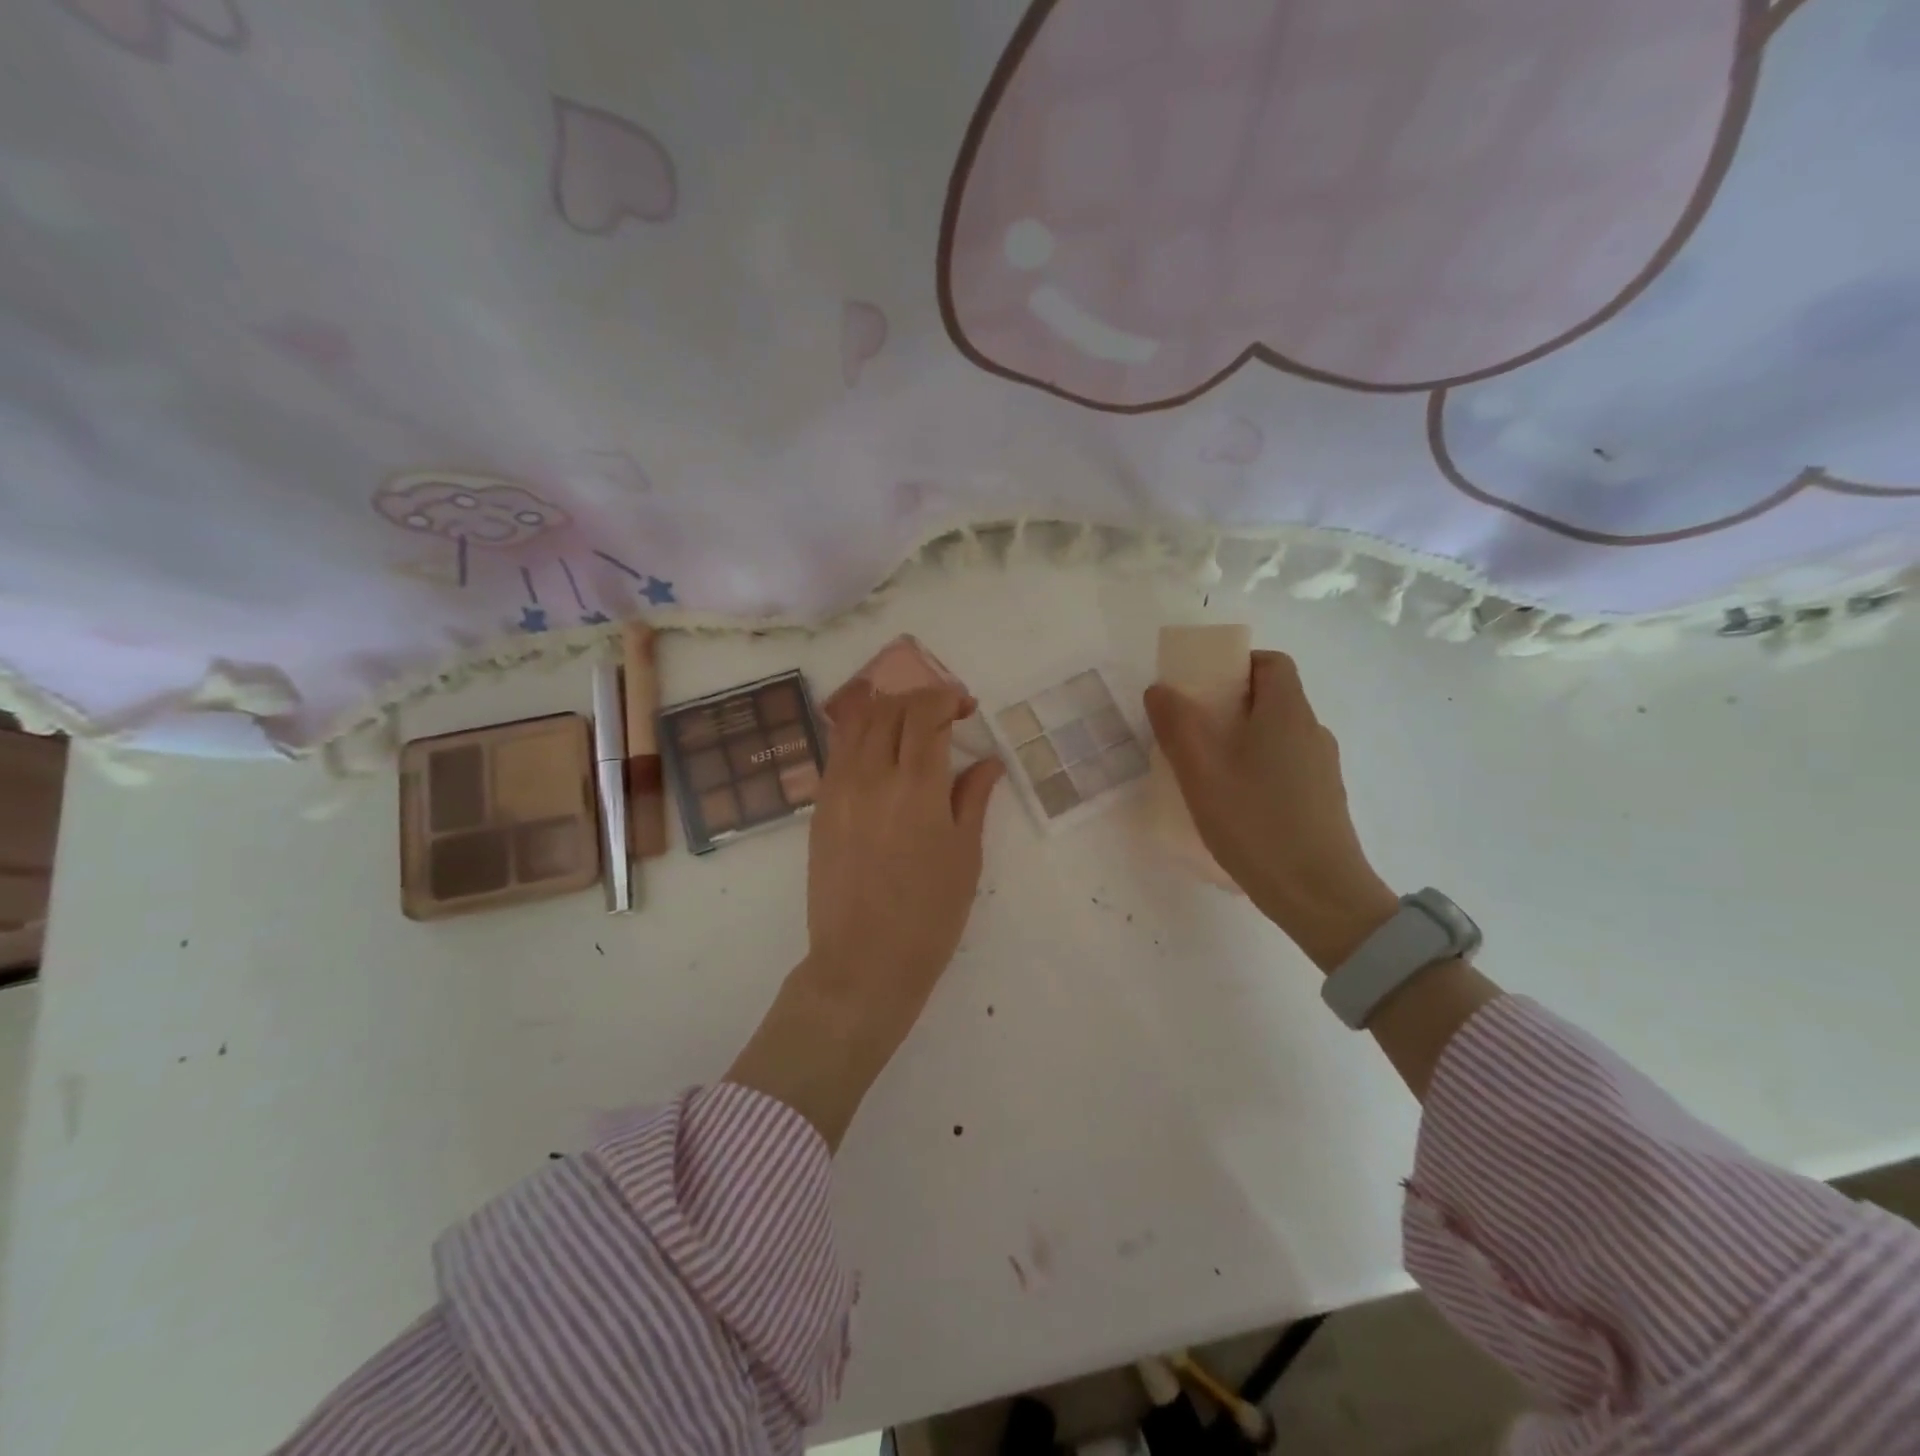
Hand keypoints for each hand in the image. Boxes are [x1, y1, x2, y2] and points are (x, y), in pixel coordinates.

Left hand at [726, 685, 1002, 1146]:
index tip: (964, 705)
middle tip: (943, 712)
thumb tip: (987, 760)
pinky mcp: (819, 807)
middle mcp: (871, 776)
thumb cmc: (928, 915)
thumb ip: (973, 798)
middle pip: (889, 709)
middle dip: (919, 698)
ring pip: (856, 723)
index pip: (925, 713)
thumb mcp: (965, 856)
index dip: (946, 697)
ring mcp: (838, 789)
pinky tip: (880, 751)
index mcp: (916, 787)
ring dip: (887, 710)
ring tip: (909, 724)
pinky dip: (861, 735)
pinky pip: (838, 751)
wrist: (863, 962)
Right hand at [1145, 651, 1397, 970]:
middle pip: (1272, 698)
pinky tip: (1233, 803)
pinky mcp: (1322, 799)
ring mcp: (1322, 768)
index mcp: (1287, 713)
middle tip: (1189, 731)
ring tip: (1204, 771)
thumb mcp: (1201, 773)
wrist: (1320, 895)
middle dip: (1228, 705)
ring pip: (1277, 735)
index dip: (1236, 665)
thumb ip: (1177, 725)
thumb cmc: (1256, 824)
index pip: (1271, 663)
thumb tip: (1160, 689)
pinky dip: (1257, 767)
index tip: (1201, 688)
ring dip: (1241, 739)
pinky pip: (1284, 765)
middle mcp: (1311, 732)